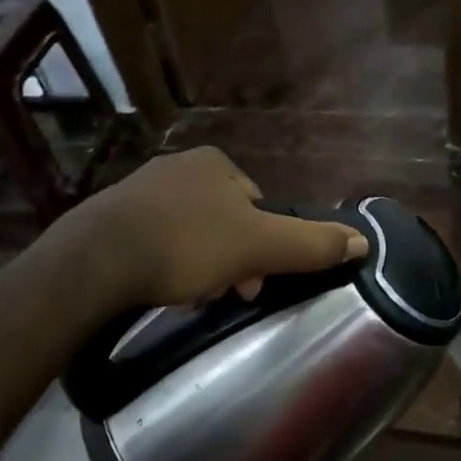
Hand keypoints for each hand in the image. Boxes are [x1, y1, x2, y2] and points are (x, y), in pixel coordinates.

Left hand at [75, 146, 368, 308]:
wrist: (96, 260)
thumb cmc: (187, 245)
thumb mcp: (260, 246)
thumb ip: (311, 244)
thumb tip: (363, 241)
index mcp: (215, 163)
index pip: (257, 206)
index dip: (263, 246)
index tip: (253, 283)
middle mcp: (178, 166)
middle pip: (224, 221)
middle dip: (230, 260)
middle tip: (224, 296)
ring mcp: (140, 190)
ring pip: (190, 233)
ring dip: (199, 266)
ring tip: (190, 298)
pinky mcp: (110, 217)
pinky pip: (153, 241)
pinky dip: (164, 265)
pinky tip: (158, 289)